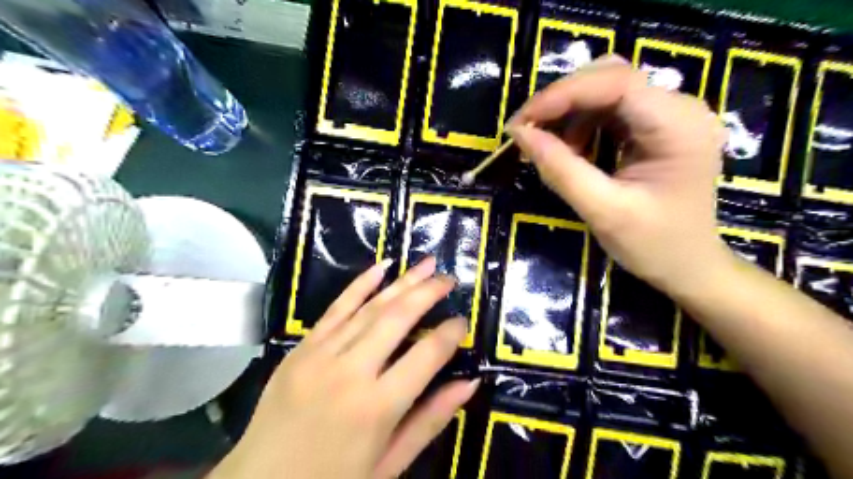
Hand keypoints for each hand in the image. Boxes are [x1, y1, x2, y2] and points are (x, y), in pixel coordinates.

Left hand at [212, 257, 478, 478]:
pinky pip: (336, 308)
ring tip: (427, 264)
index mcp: (377, 407)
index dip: (450, 333)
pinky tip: (381, 266)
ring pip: (371, 307)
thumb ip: (430, 420)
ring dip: (402, 282)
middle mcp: (351, 371)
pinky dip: (360, 284)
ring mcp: (322, 354)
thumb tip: (470, 383)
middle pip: (398, 318)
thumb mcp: (389, 464)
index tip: (463, 321)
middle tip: (448, 279)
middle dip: (428, 292)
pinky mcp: (302, 347)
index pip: (426, 354)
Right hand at [510, 56, 729, 294]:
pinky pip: (610, 109)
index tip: (521, 122)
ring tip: (550, 149)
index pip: (615, 83)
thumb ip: (560, 170)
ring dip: (569, 113)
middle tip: (526, 132)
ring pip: (606, 89)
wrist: (688, 266)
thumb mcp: (602, 211)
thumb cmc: (653, 245)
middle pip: (610, 77)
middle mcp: (680, 108)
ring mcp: (669, 115)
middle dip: (561, 101)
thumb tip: (520, 134)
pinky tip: (572, 151)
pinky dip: (581, 124)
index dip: (562, 95)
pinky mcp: (656, 126)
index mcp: (678, 126)